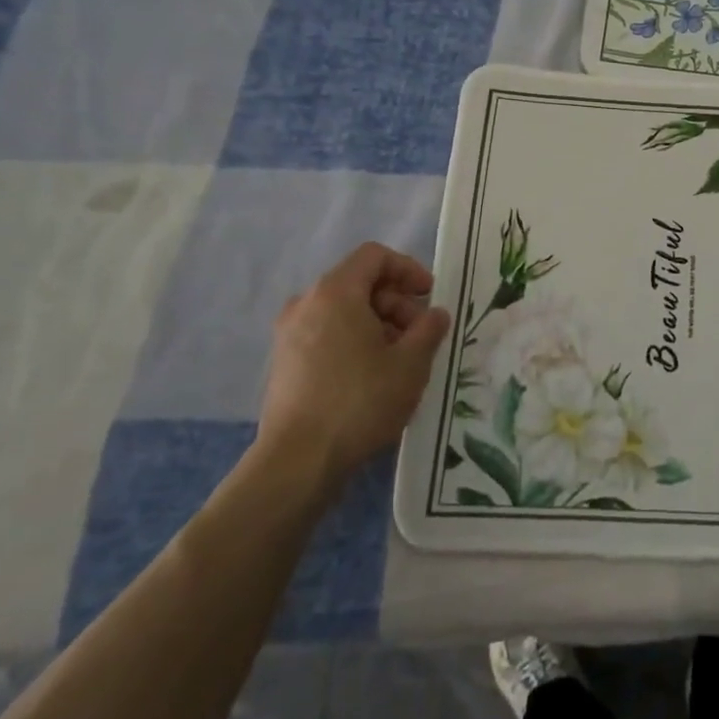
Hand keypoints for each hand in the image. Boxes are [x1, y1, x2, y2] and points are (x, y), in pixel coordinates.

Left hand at [257, 243, 450, 494]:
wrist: (298, 461)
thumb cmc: (360, 401)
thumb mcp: (411, 363)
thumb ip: (429, 329)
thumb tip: (435, 314)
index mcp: (336, 292)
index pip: (375, 257)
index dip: (408, 269)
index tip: (429, 296)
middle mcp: (306, 304)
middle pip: (360, 284)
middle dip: (396, 303)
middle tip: (420, 336)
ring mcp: (289, 335)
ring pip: (343, 312)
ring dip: (378, 325)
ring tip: (400, 361)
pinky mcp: (284, 364)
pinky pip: (327, 335)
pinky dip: (354, 343)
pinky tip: (372, 378)